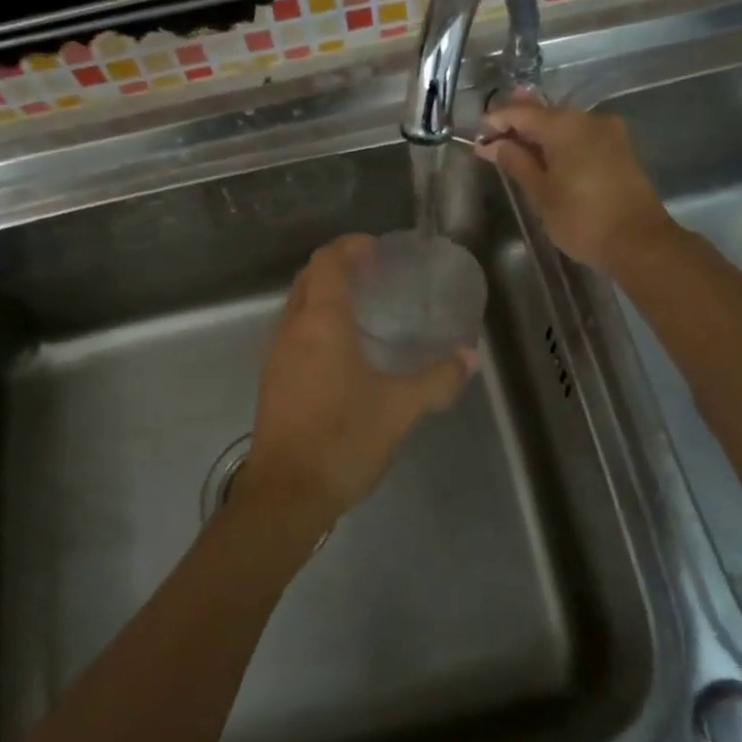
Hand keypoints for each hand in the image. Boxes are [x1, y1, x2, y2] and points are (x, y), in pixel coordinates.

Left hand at [241, 235, 475, 534]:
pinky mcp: (272, 379)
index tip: (378, 249)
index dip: (351, 246)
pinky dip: (315, 322)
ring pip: (297, 305)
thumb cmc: (343, 440)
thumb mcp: (400, 409)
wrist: (286, 495)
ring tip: (363, 307)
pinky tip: (343, 350)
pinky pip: (293, 331)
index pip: (328, 262)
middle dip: (338, 266)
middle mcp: (292, 329)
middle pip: (309, 278)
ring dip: (324, 294)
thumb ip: (438, 380)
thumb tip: (470, 358)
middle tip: (375, 274)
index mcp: (321, 323)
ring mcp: (276, 355)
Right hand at [475, 100, 675, 271]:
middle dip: (518, 124)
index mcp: (565, 125)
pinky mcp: (620, 149)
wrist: (640, 242)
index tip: (477, 134)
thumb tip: (493, 145)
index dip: (496, 121)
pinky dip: (561, 143)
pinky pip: (581, 136)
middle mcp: (588, 119)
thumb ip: (515, 163)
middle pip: (545, 114)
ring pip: (565, 124)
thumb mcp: (540, 193)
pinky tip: (547, 158)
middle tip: (493, 138)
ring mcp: (609, 132)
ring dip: (540, 134)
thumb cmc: (582, 219)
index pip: (521, 113)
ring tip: (516, 149)